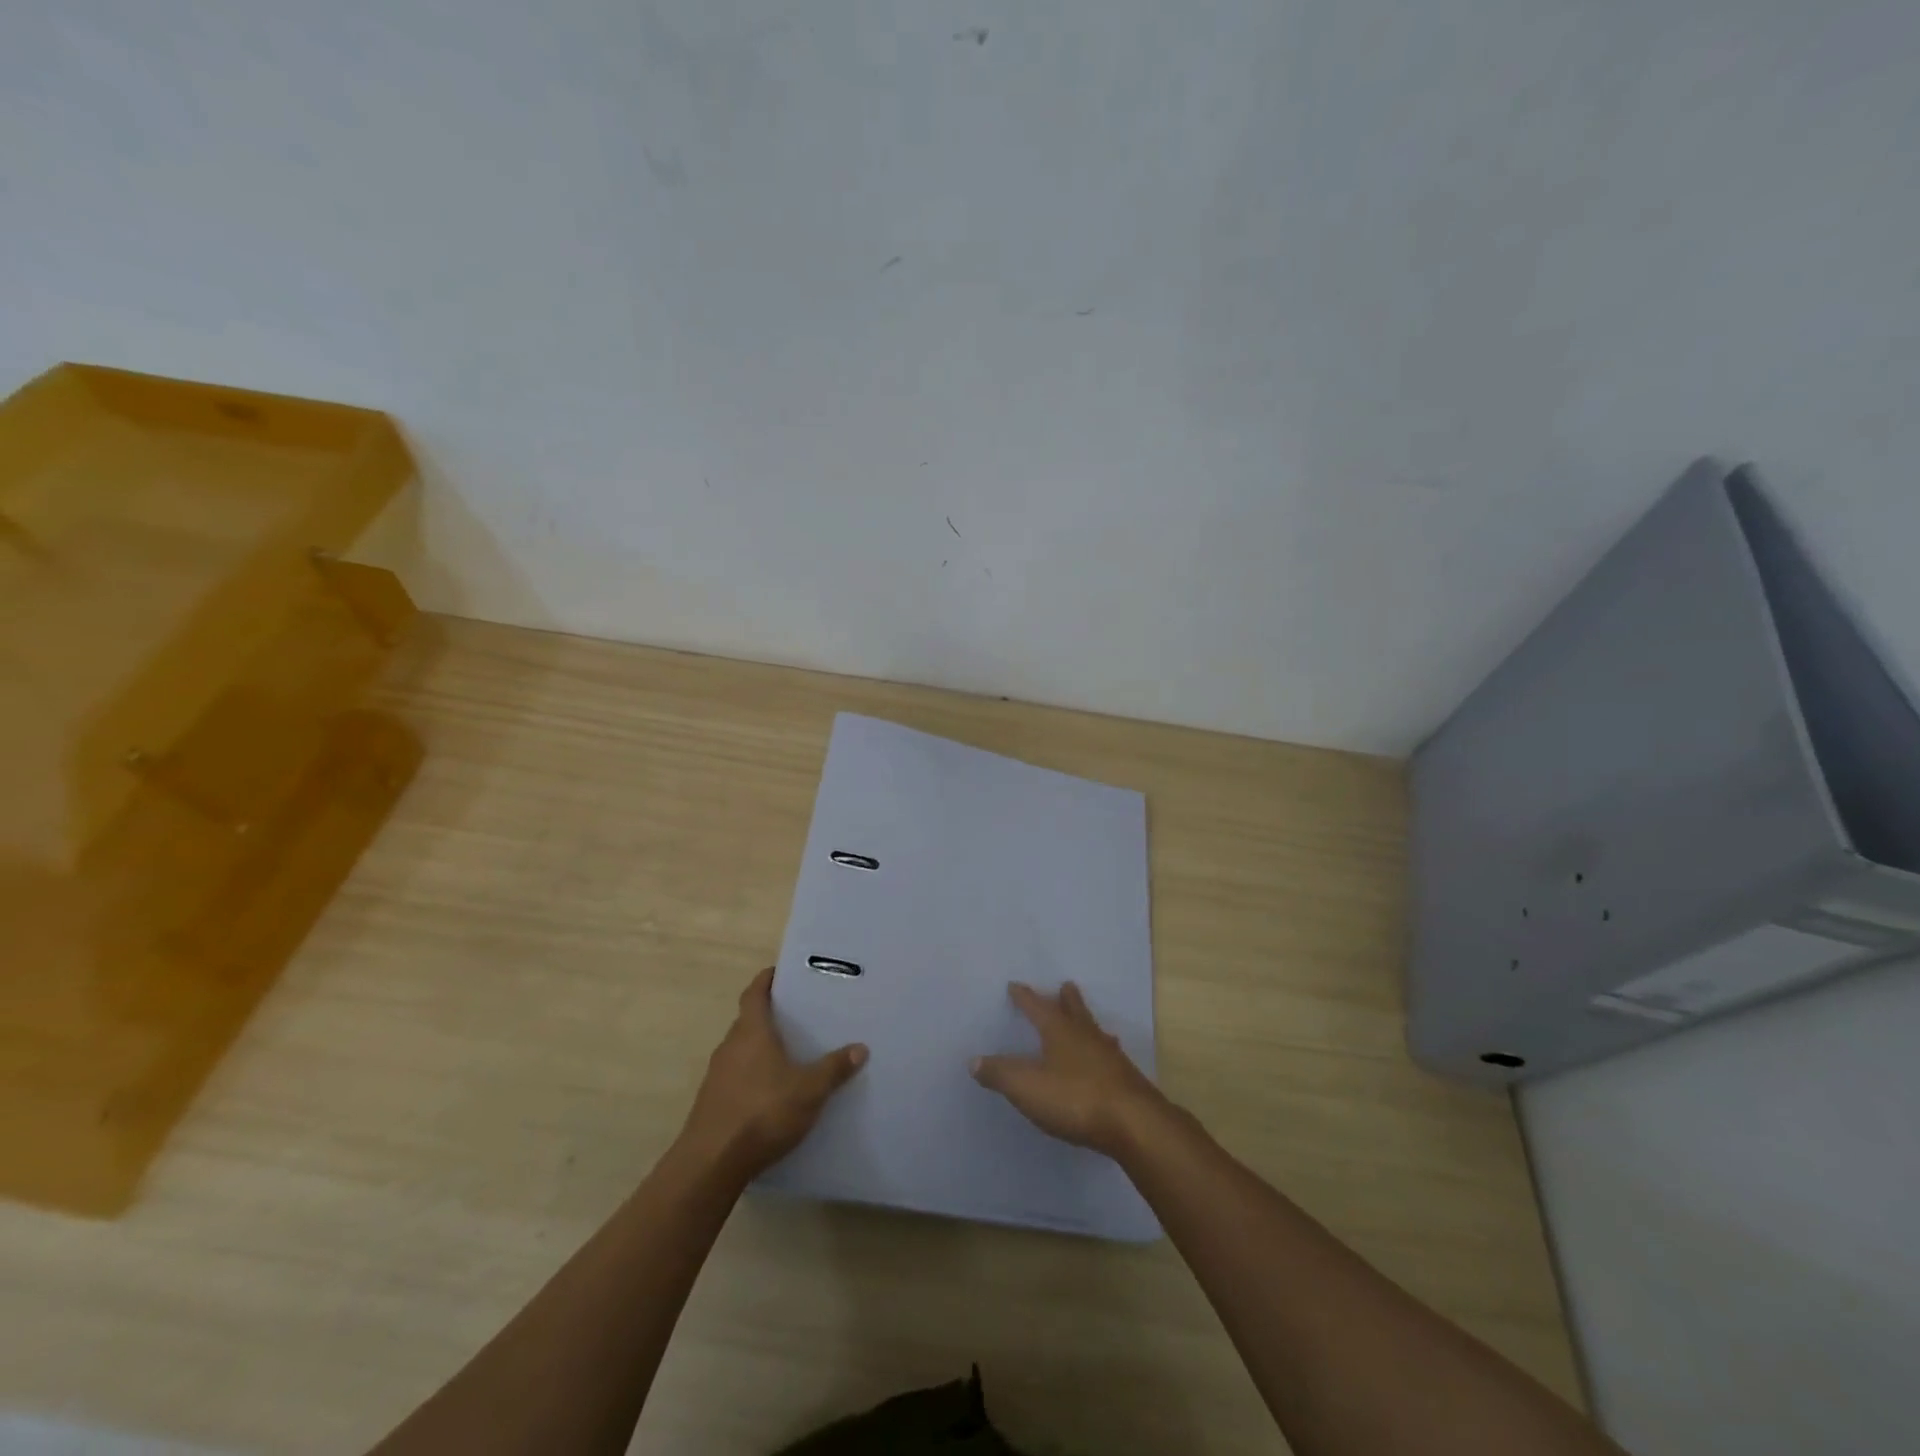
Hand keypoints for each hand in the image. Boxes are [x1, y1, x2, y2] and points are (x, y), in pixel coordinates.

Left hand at [679, 967, 867, 1180]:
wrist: (711, 1164)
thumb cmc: (762, 1112)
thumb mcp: (809, 1090)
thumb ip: (834, 1068)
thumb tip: (860, 1048)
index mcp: (751, 1032)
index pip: (754, 993)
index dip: (765, 980)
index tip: (779, 972)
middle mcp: (730, 1046)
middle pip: (747, 1020)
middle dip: (769, 1015)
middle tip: (796, 1015)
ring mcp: (717, 1075)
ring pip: (741, 1050)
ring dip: (760, 1047)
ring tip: (789, 1053)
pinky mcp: (712, 1102)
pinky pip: (736, 1076)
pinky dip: (752, 1074)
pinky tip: (771, 1092)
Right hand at [971, 981, 1169, 1158]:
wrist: (1134, 1123)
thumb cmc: (1075, 1098)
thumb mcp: (1027, 1087)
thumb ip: (1000, 1074)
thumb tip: (974, 1060)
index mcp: (1059, 1031)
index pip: (1037, 1007)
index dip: (1025, 997)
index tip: (1015, 985)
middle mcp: (1086, 1035)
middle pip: (1074, 1010)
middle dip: (1066, 999)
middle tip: (1066, 985)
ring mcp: (1110, 1056)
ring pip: (1095, 1030)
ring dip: (1087, 1022)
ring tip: (1086, 1020)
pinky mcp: (1126, 1078)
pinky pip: (1109, 1055)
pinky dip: (1103, 1050)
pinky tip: (1107, 1059)